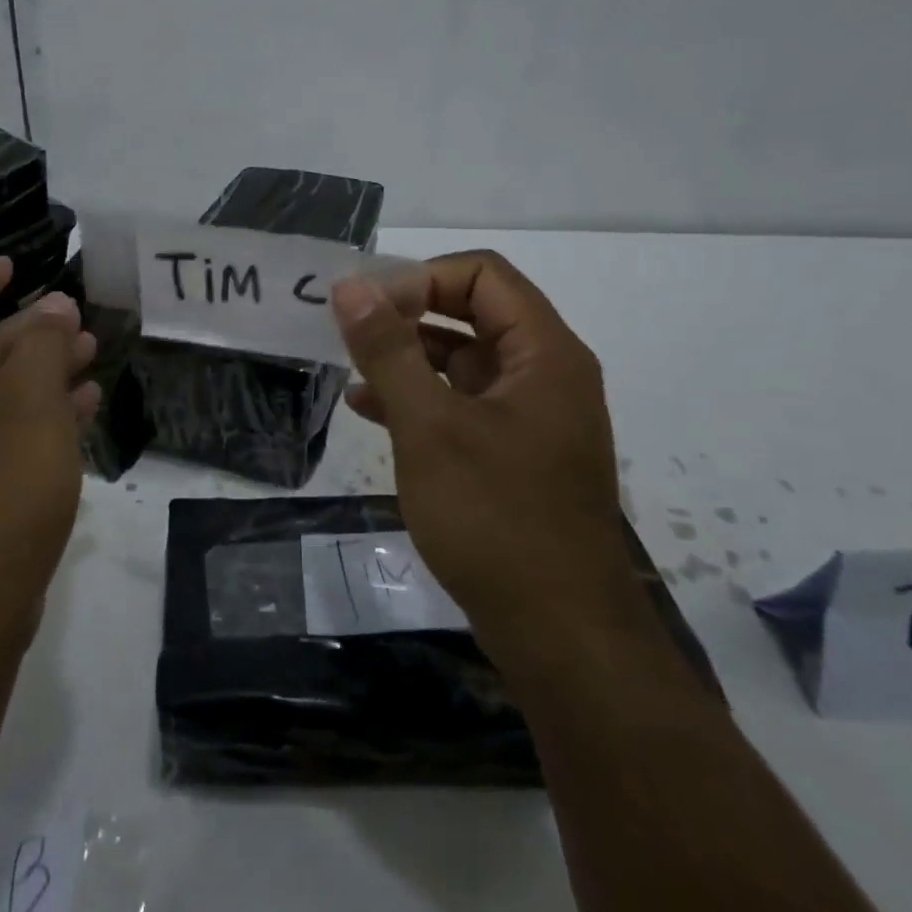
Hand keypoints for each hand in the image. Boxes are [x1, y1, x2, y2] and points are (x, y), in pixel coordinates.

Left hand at [0, 257, 100, 623]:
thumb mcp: (28, 401)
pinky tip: (89, 409)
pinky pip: (22, 435)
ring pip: (9, 395)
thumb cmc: (0, 488)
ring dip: (47, 369)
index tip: (17, 266)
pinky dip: (53, 414)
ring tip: (92, 355)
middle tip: (78, 320)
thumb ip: (40, 345)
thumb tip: (52, 306)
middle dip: (29, 328)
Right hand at [331, 251, 625, 629]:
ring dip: (409, 354)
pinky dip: (420, 396)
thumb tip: (350, 286)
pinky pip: (463, 401)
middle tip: (352, 329)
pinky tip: (369, 408)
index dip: (421, 278)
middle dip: (409, 312)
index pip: (482, 274)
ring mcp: (532, 415)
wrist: (561, 638)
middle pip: (474, 310)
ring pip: (465, 358)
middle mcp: (545, 372)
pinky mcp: (515, 452)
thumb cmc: (496, 519)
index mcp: (544, 352)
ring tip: (351, 364)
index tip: (368, 308)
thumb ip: (388, 350)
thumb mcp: (430, 427)